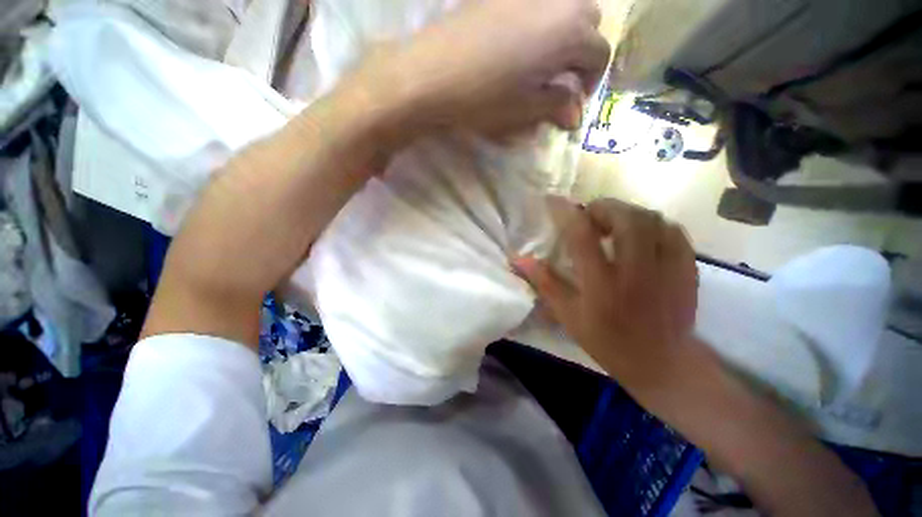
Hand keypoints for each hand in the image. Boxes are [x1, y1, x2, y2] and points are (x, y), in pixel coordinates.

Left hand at [349, 0, 609, 140]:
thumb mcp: (526, 109)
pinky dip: (539, 24)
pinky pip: (534, 6)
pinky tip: (519, 47)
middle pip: (588, 20)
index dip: (592, 80)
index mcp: (569, 31)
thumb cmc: (485, 97)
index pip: (599, 53)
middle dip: (582, 51)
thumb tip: (575, 116)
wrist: (432, 73)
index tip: (574, 100)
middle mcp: (555, 2)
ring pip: (563, 7)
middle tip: (561, 79)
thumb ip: (556, 107)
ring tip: (542, 63)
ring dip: (563, 34)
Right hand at [514, 198, 697, 390]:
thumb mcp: (569, 316)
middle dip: (603, 207)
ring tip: (613, 223)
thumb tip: (519, 259)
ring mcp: (668, 270)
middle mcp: (636, 273)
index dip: (566, 213)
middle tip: (590, 216)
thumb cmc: (608, 342)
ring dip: (627, 213)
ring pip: (652, 220)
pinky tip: (642, 234)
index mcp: (602, 286)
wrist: (663, 365)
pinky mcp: (688, 270)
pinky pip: (674, 231)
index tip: (554, 201)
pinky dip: (653, 224)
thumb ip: (545, 283)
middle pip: (626, 219)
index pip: (582, 237)